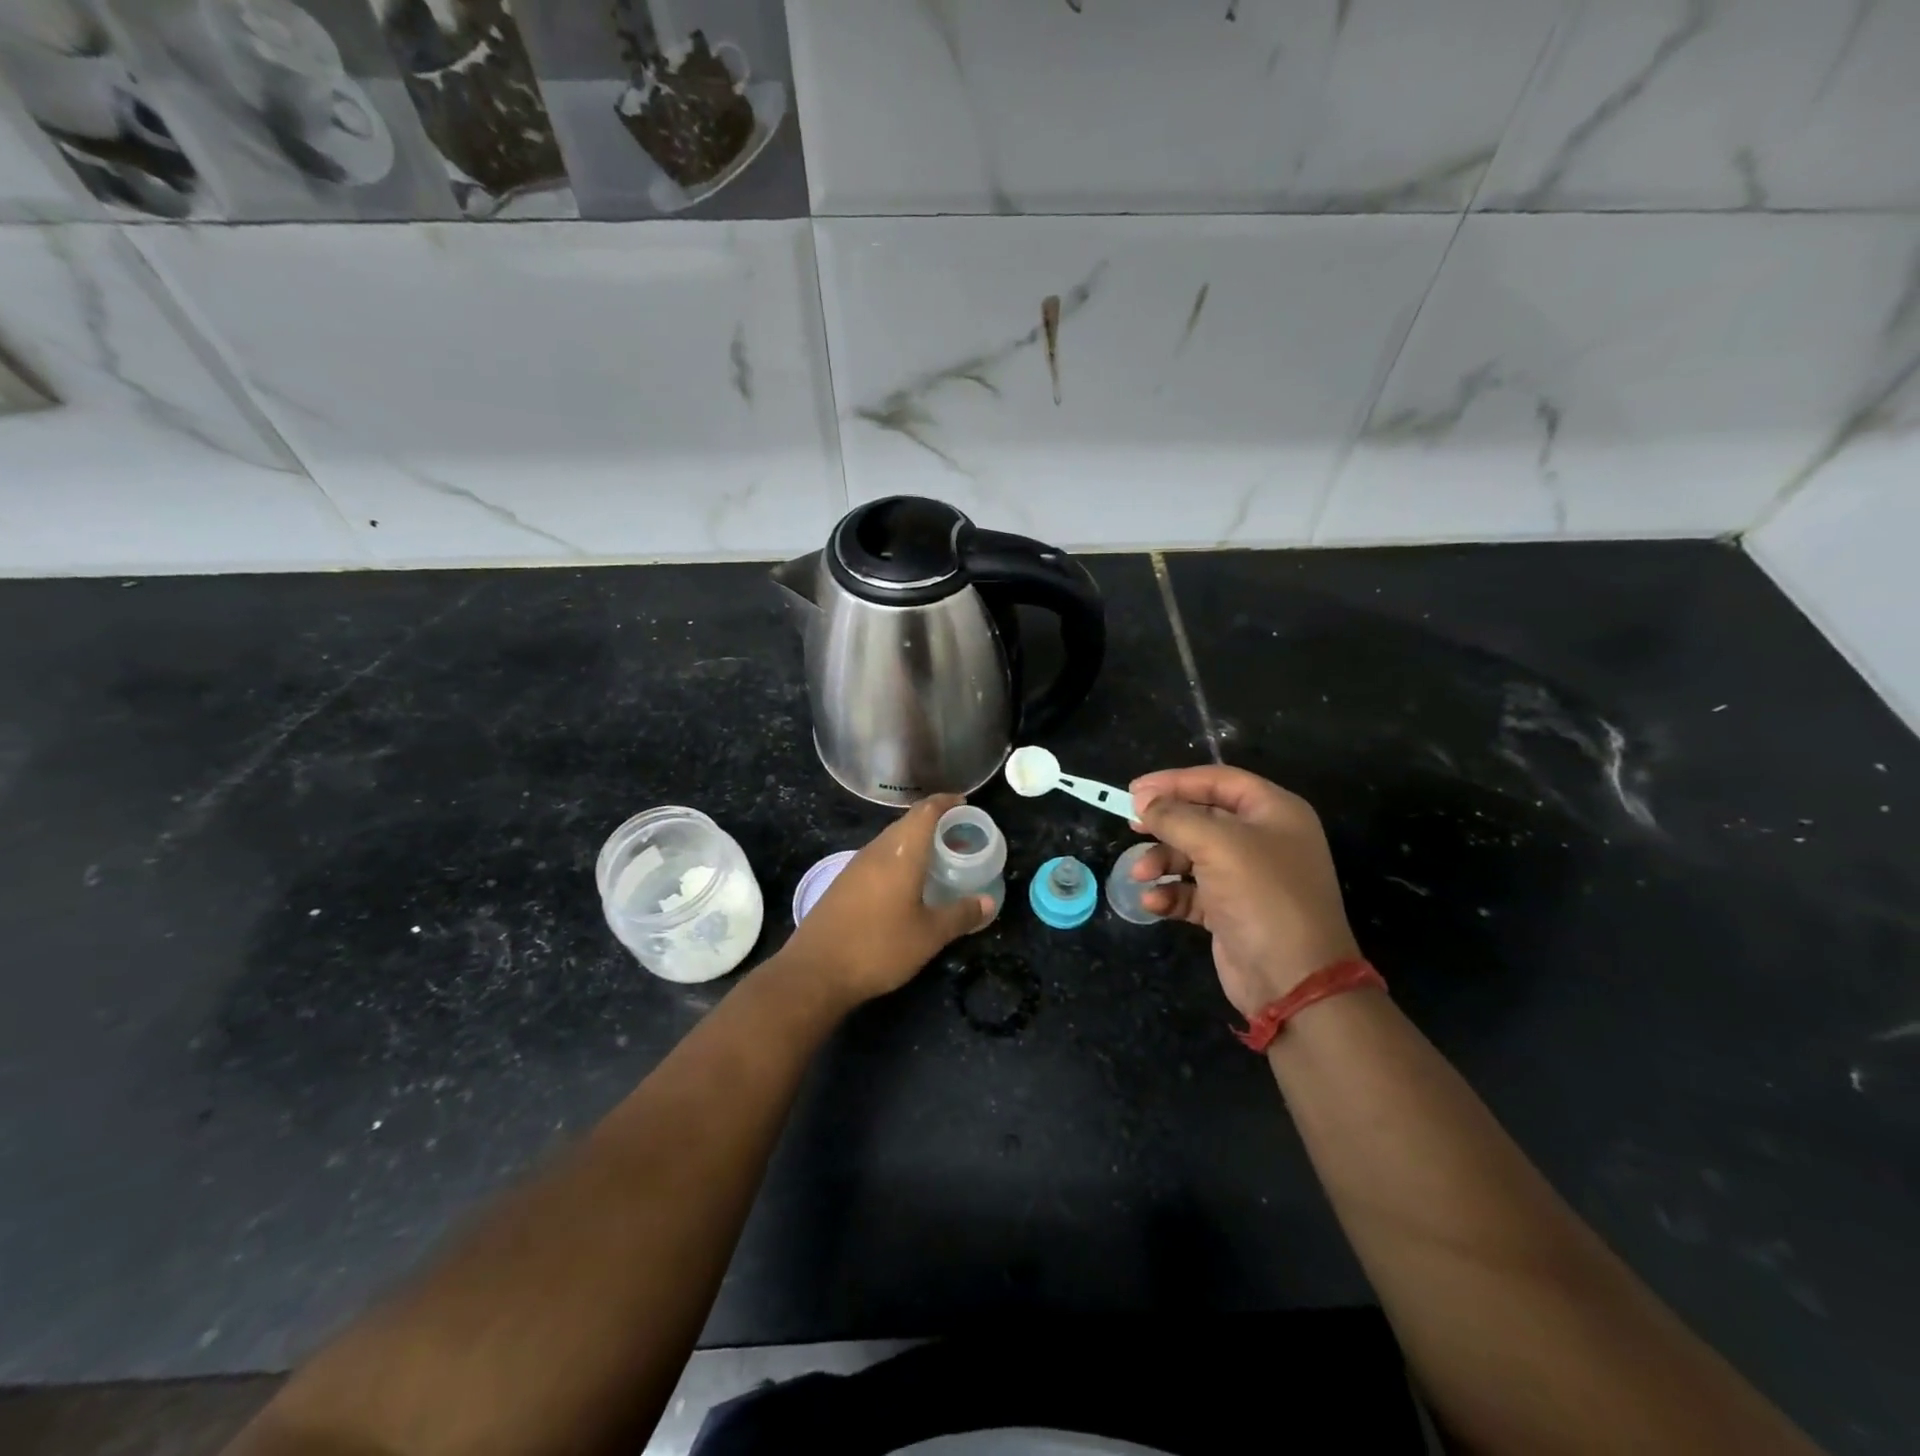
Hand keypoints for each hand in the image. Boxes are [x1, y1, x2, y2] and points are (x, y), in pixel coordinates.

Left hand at [780, 794, 993, 1006]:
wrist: (815, 971)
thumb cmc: (879, 947)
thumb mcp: (929, 935)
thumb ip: (961, 915)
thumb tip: (989, 902)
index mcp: (901, 853)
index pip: (925, 811)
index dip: (946, 802)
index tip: (965, 803)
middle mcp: (877, 850)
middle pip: (908, 823)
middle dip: (934, 824)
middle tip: (959, 836)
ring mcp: (855, 866)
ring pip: (891, 841)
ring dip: (915, 843)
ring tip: (937, 859)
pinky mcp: (843, 884)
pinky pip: (878, 859)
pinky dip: (898, 860)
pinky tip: (907, 884)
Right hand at [1128, 766, 1359, 1019]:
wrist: (1293, 980)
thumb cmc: (1262, 896)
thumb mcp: (1217, 844)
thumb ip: (1175, 816)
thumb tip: (1144, 800)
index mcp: (1273, 812)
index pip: (1218, 781)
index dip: (1175, 781)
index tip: (1134, 790)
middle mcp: (1263, 839)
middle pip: (1203, 817)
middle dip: (1165, 824)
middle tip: (1131, 825)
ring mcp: (1248, 877)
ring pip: (1193, 855)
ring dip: (1162, 861)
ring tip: (1140, 874)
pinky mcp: (1231, 910)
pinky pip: (1193, 891)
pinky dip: (1171, 893)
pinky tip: (1153, 904)